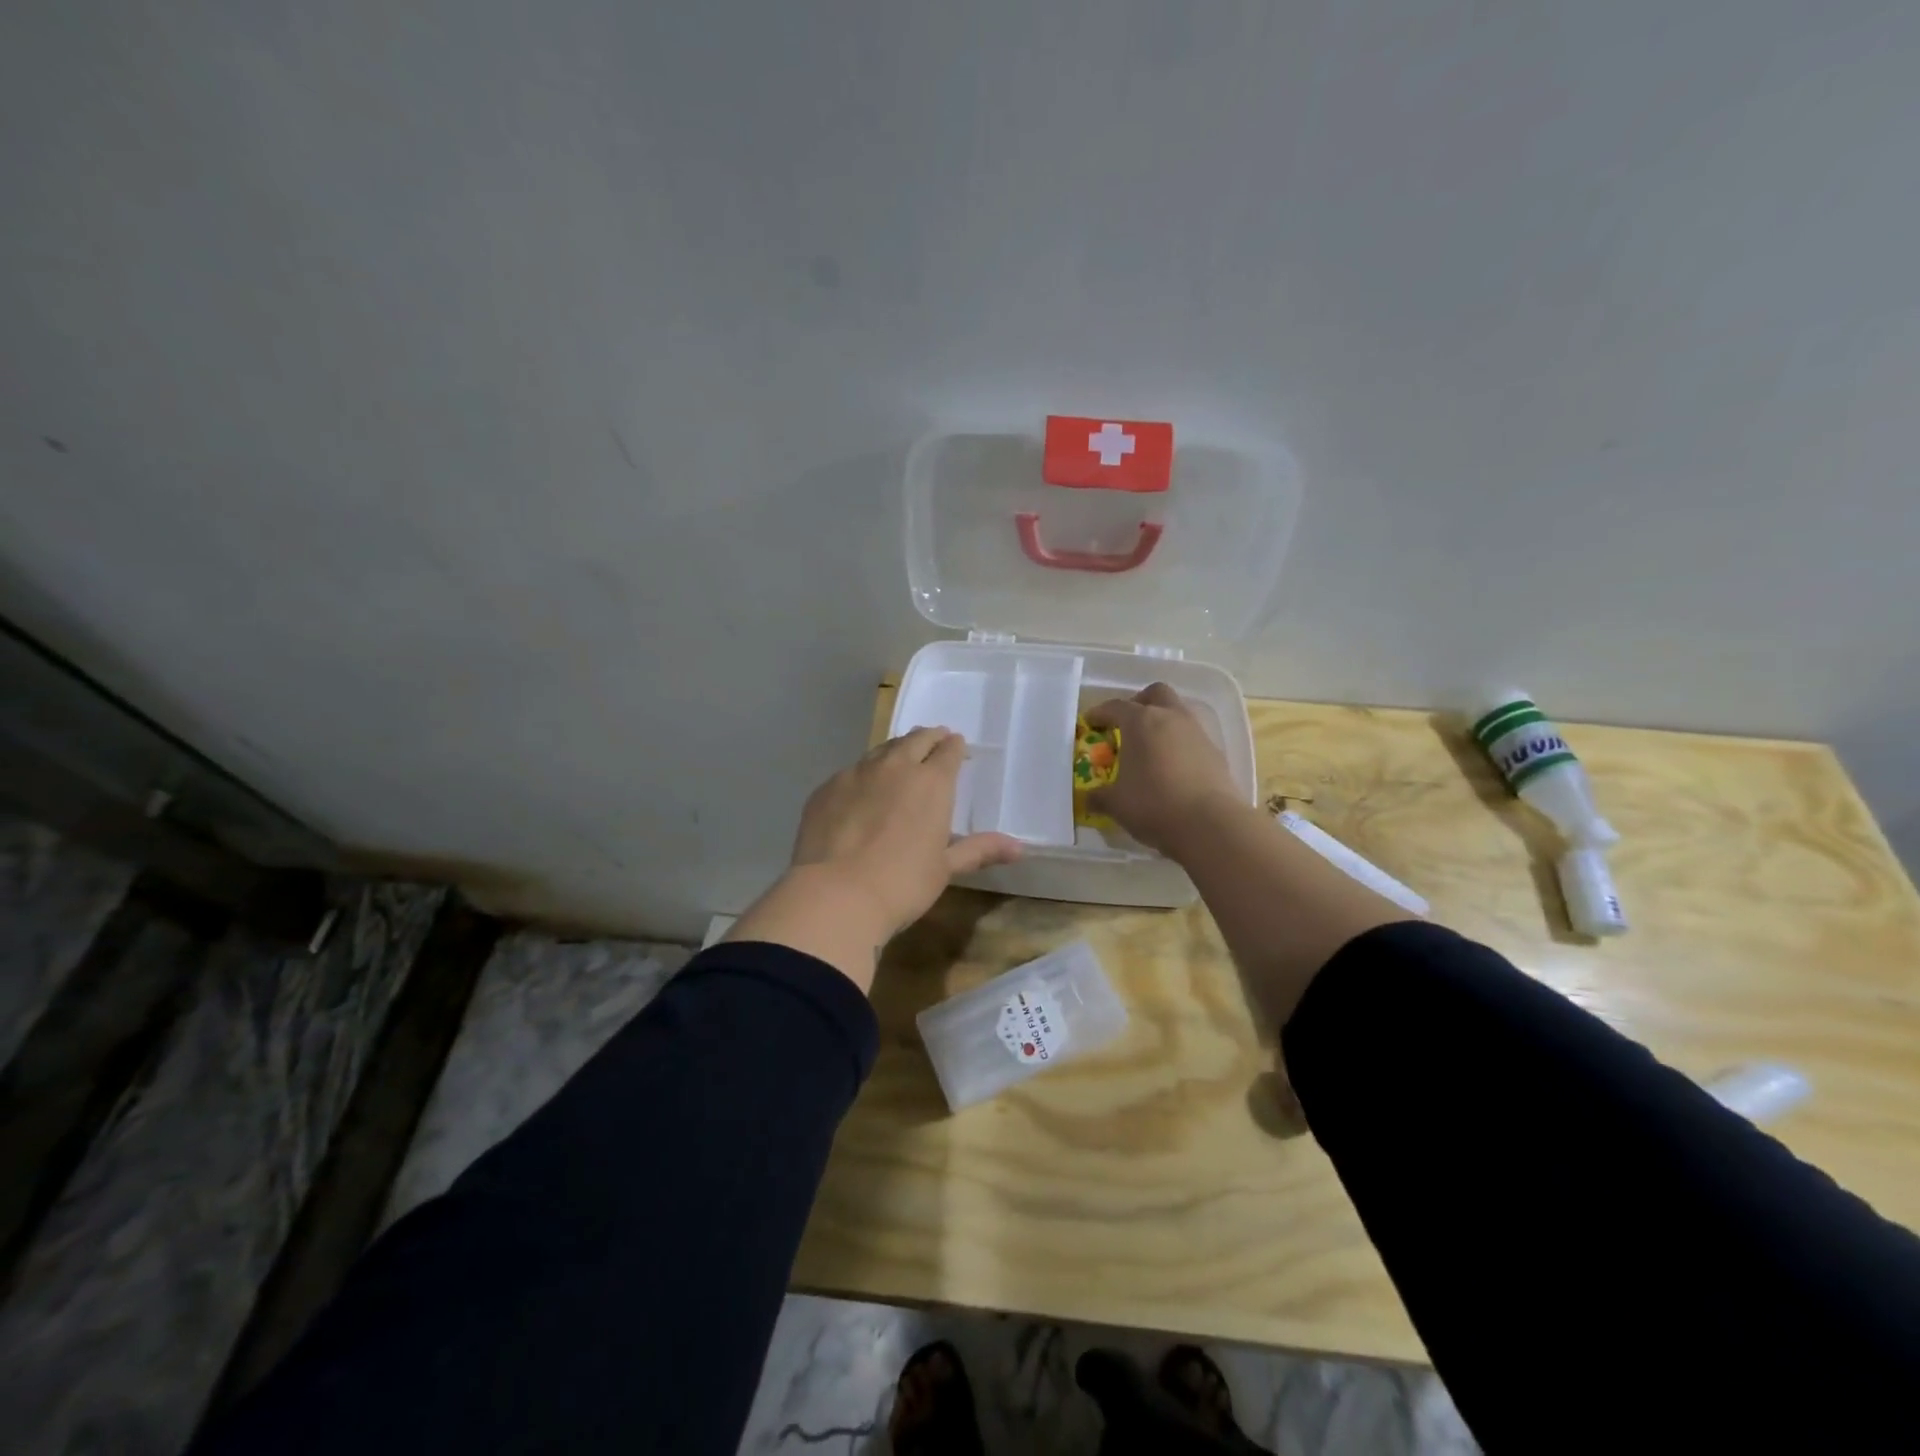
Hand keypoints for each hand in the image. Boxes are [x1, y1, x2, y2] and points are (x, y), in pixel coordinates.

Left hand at [790, 726, 1021, 936]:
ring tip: (899, 759)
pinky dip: (864, 774)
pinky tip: (861, 791)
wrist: (835, 894)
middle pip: (916, 739)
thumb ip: (979, 850)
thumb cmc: (902, 883)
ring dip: (896, 751)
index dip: (955, 747)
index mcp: (931, 782)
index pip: (948, 751)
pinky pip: (851, 771)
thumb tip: (1019, 848)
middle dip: (929, 738)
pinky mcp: (827, 788)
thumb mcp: (945, 868)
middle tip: (934, 740)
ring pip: (881, 750)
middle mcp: (895, 767)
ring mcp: (856, 773)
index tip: (957, 747)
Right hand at [1085, 684, 1243, 855]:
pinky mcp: (1216, 752)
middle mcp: (1170, 718)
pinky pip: (1192, 738)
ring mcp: (1197, 733)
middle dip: (1139, 703)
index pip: (1115, 707)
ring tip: (1150, 750)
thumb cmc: (1153, 805)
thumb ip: (1099, 796)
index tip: (1091, 723)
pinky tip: (1173, 769)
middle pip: (1155, 694)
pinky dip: (1180, 745)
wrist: (1210, 825)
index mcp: (1140, 722)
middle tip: (1127, 724)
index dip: (1100, 713)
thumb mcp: (1116, 804)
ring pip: (1178, 713)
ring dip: (1163, 724)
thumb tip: (1088, 798)